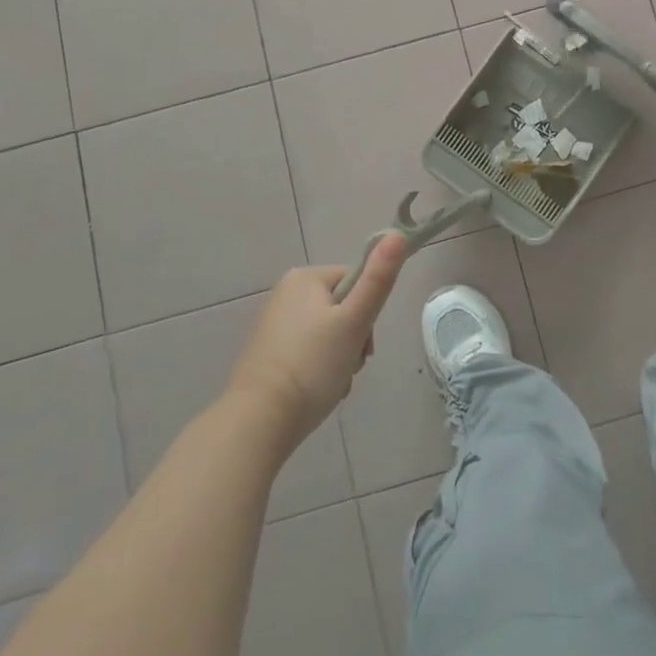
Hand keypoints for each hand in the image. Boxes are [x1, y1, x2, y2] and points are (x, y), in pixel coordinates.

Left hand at [227, 232, 408, 451]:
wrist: (258, 422)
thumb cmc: (312, 365)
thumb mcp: (354, 321)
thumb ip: (379, 279)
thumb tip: (397, 233)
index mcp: (304, 277)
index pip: (355, 281)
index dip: (368, 312)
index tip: (364, 343)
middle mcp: (285, 293)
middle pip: (342, 308)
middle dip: (354, 339)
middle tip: (351, 365)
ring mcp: (273, 325)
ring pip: (328, 333)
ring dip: (340, 357)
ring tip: (335, 383)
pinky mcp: (267, 354)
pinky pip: (308, 351)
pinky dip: (319, 369)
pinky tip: (318, 391)